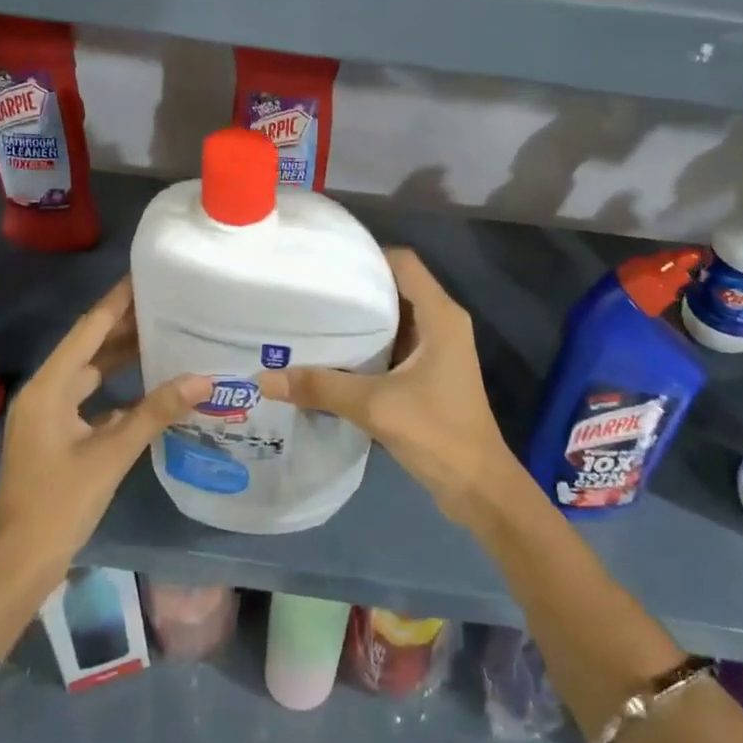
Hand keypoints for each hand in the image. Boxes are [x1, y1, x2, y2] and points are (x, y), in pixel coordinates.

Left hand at [0, 280, 205, 657]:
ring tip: (165, 333)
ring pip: (91, 373)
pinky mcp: (58, 434)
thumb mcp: (112, 454)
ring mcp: (50, 415)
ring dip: (123, 356)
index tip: (145, 275)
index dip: (116, 302)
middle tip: (168, 303)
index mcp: (49, 388)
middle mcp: (46, 392)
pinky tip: (151, 385)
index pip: (88, 331)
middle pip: (89, 347)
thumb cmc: (59, 503)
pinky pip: (92, 397)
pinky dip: (119, 387)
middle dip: (125, 325)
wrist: (20, 562)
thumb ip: (156, 412)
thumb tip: (203, 379)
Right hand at [258, 248, 518, 525]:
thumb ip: (321, 387)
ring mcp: (438, 348)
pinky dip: (369, 344)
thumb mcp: (374, 406)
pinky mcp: (431, 372)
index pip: (403, 263)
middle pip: (396, 287)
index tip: (326, 262)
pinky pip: (396, 344)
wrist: (477, 485)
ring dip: (361, 319)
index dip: (367, 256)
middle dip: (356, 288)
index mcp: (440, 315)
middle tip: (310, 290)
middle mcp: (442, 323)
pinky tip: (334, 355)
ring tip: (314, 317)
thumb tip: (265, 378)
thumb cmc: (436, 432)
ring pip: (395, 318)